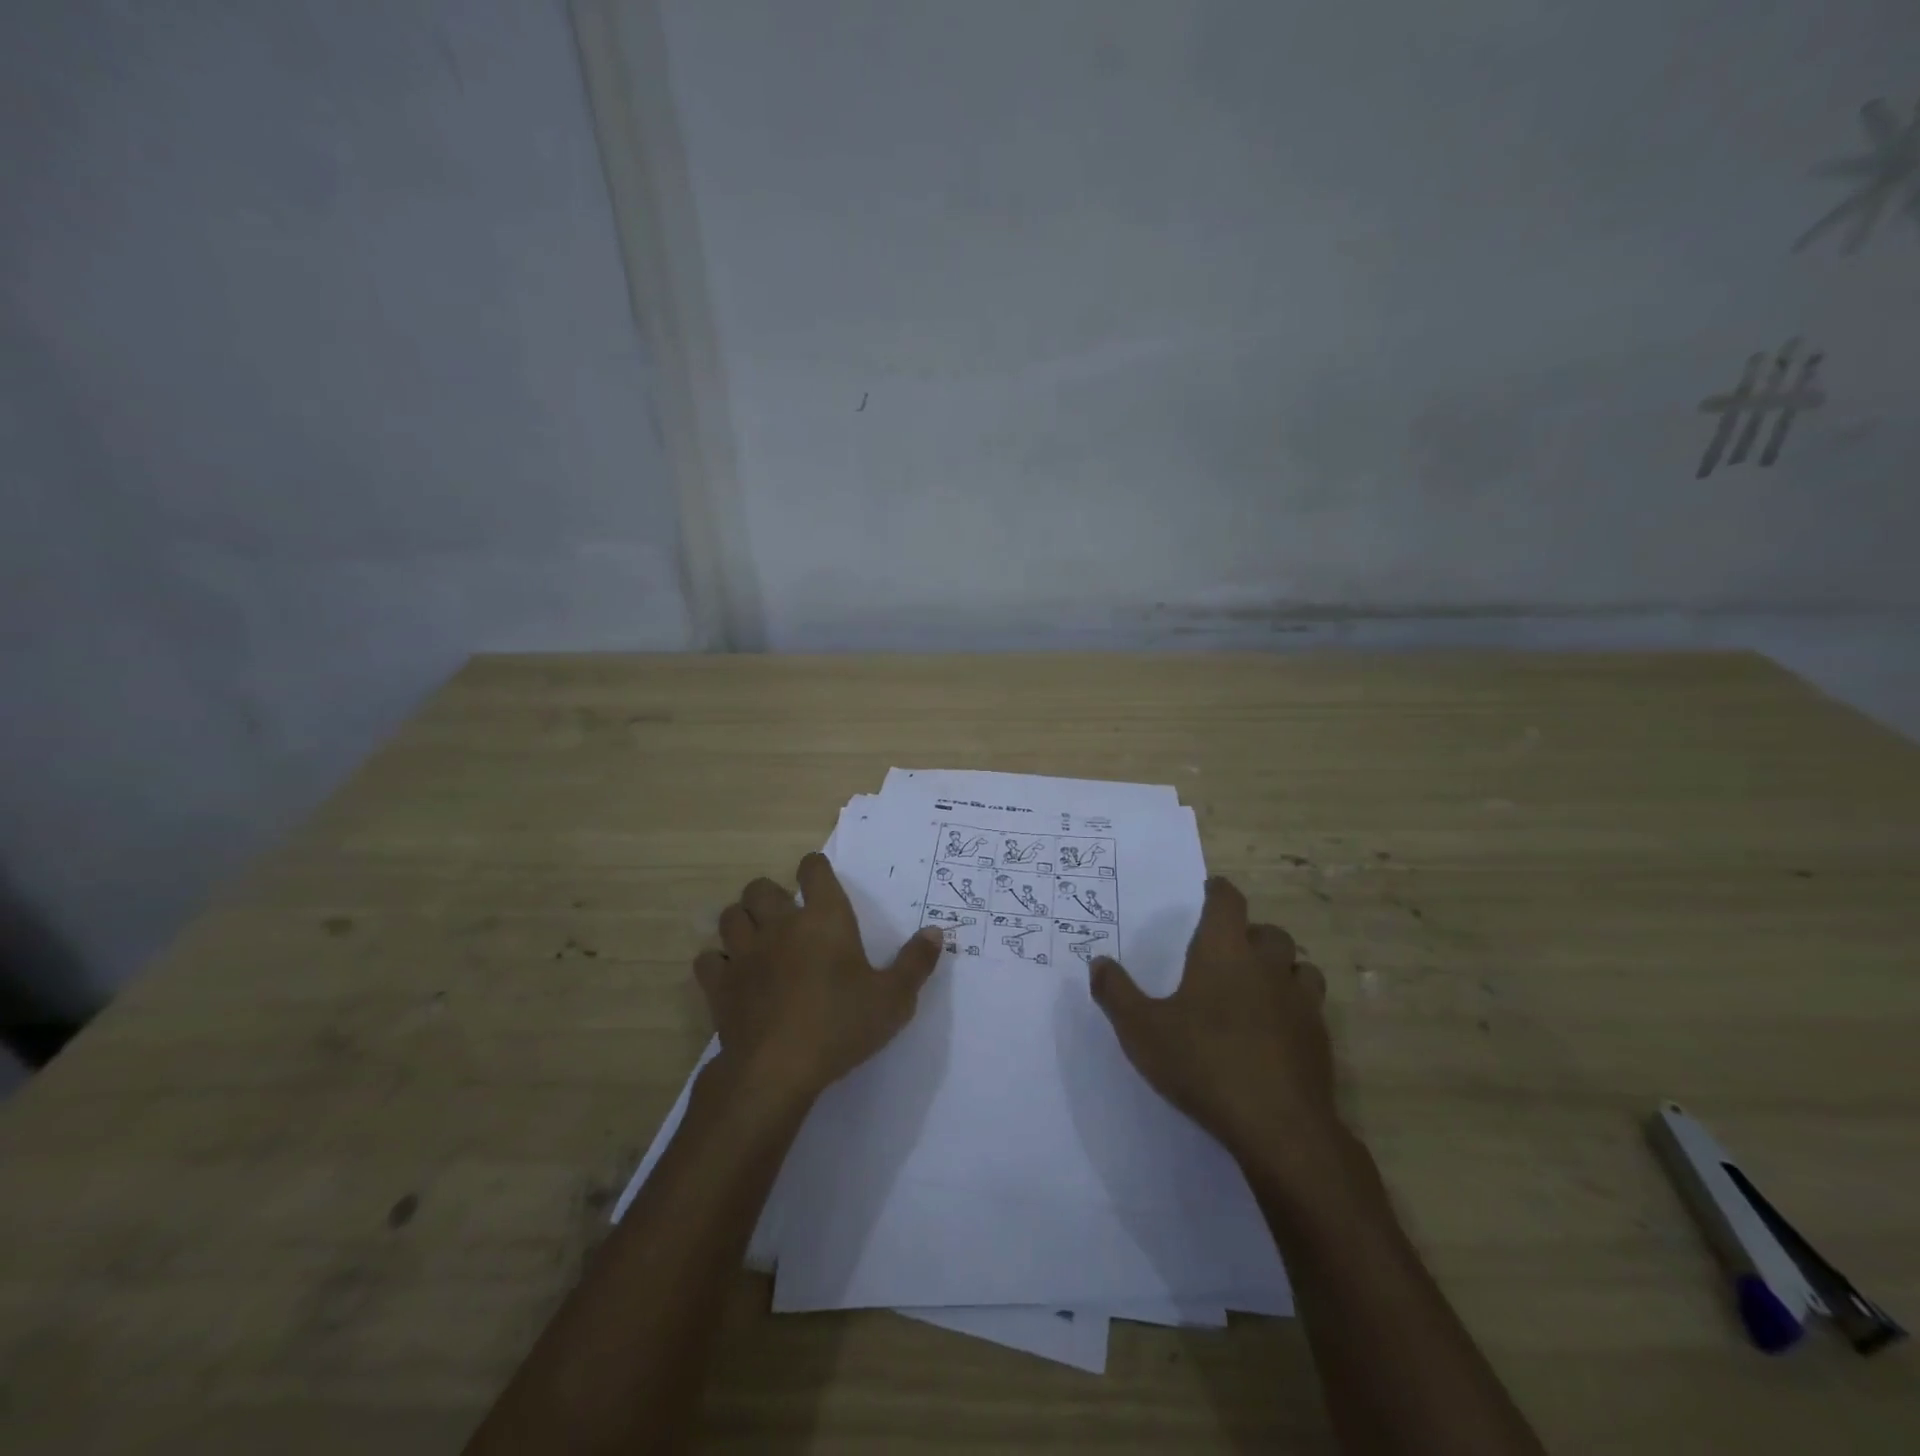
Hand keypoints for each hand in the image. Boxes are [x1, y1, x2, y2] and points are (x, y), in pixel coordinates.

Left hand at [695, 853, 944, 1099]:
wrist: (778, 1068)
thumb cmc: (842, 1025)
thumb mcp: (894, 998)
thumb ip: (916, 962)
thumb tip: (935, 931)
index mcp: (824, 918)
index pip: (813, 870)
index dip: (815, 869)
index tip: (819, 879)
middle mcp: (780, 925)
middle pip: (760, 887)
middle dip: (770, 895)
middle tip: (785, 917)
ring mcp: (744, 953)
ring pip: (730, 916)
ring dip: (742, 921)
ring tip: (756, 939)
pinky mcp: (720, 984)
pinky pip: (708, 959)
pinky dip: (717, 962)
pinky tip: (731, 975)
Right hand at [1088, 876, 1335, 1164]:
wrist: (1279, 1126)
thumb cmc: (1202, 1064)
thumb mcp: (1141, 1031)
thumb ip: (1116, 994)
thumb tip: (1098, 963)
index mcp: (1224, 952)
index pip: (1228, 901)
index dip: (1218, 891)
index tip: (1209, 891)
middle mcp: (1266, 965)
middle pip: (1269, 932)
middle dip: (1250, 934)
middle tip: (1227, 950)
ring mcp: (1300, 1001)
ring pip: (1299, 966)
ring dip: (1281, 968)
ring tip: (1259, 986)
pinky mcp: (1320, 1037)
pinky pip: (1311, 1005)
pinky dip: (1295, 1006)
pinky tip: (1277, 1029)